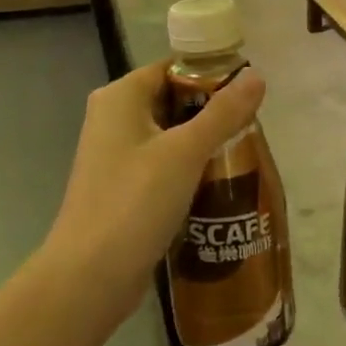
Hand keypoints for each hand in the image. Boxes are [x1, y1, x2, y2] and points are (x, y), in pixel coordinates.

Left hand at [47, 60, 266, 320]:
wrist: (89, 278)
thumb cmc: (135, 202)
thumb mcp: (185, 152)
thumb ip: (223, 112)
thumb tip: (256, 75)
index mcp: (120, 96)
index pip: (172, 67)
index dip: (211, 74)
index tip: (250, 92)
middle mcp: (113, 118)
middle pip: (172, 99)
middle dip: (212, 112)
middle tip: (254, 126)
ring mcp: (116, 155)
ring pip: (170, 135)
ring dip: (204, 143)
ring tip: (246, 153)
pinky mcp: (123, 187)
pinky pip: (163, 165)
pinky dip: (189, 169)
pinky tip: (220, 184)